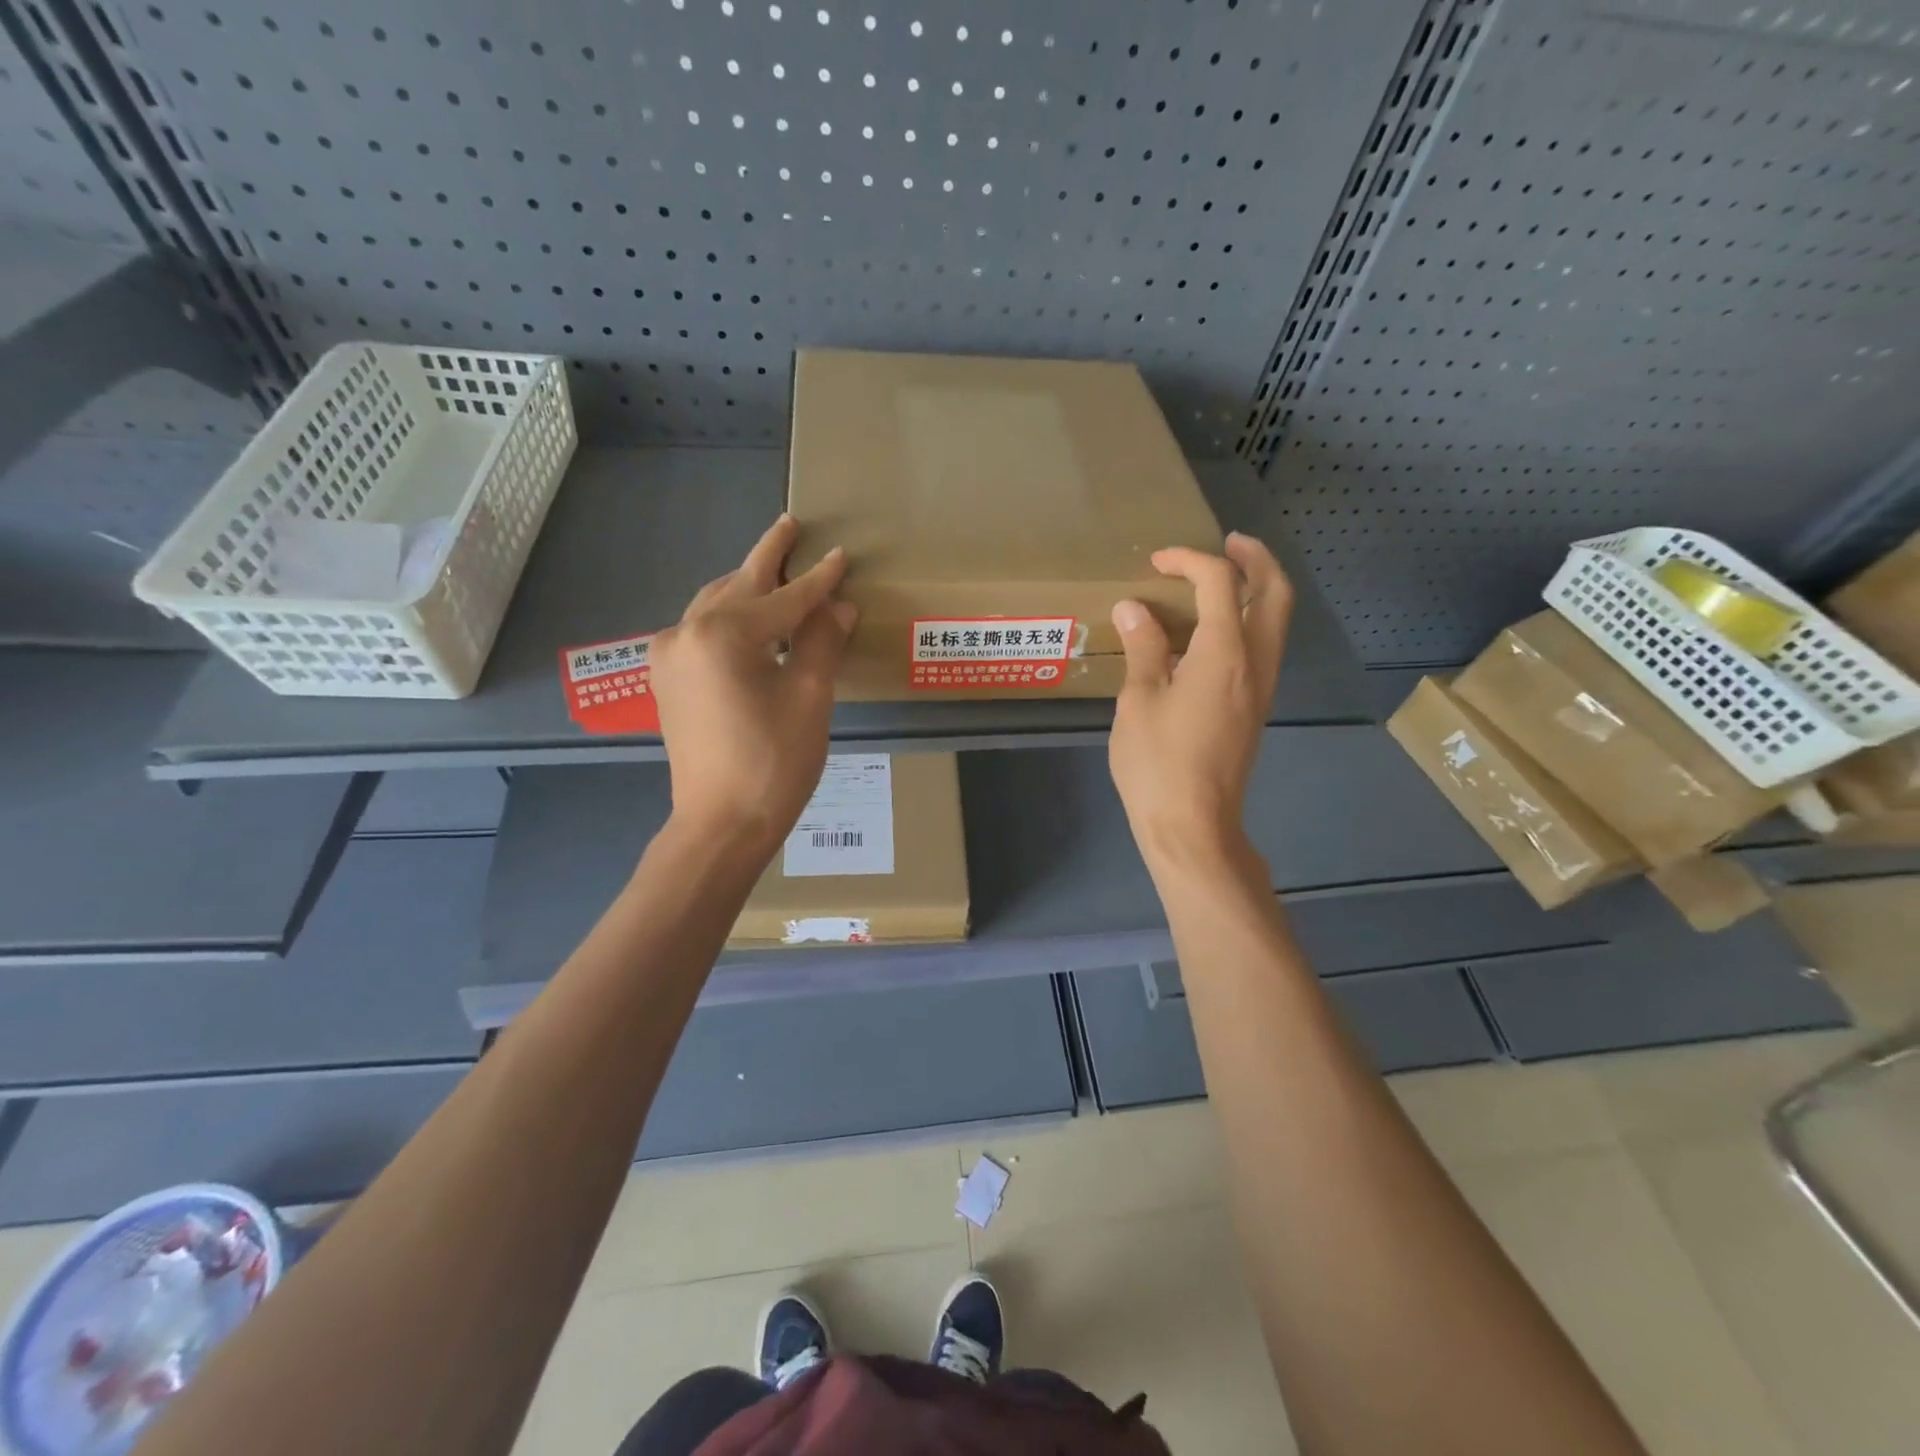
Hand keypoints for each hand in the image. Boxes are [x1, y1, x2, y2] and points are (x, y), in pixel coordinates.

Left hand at [649, 515, 855, 855]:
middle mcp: (686, 632)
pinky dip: (730, 616)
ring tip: (775, 567)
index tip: (840, 555)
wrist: (720, 824)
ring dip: (747, 586)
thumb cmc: (773, 763)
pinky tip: (749, 618)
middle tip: (790, 525)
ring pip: (715, 605)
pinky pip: (702, 630)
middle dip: (768, 557)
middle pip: (738, 585)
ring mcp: (670, 656)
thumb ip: (821, 642)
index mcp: (723, 633)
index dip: (818, 578)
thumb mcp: (809, 698)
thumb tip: (839, 605)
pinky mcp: (668, 679)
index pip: (783, 597)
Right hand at [1108, 533, 1292, 873]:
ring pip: (1276, 622)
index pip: (1220, 583)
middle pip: (1275, 593)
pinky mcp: (1255, 708)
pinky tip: (1212, 633)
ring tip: (1224, 579)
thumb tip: (1135, 608)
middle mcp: (1256, 663)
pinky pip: (1263, 648)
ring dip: (1258, 590)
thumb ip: (1143, 648)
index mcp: (1225, 653)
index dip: (1189, 561)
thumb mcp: (1139, 700)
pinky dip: (1248, 622)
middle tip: (1229, 543)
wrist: (1193, 824)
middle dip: (1256, 559)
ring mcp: (1261, 688)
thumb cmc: (1158, 763)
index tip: (1156, 562)